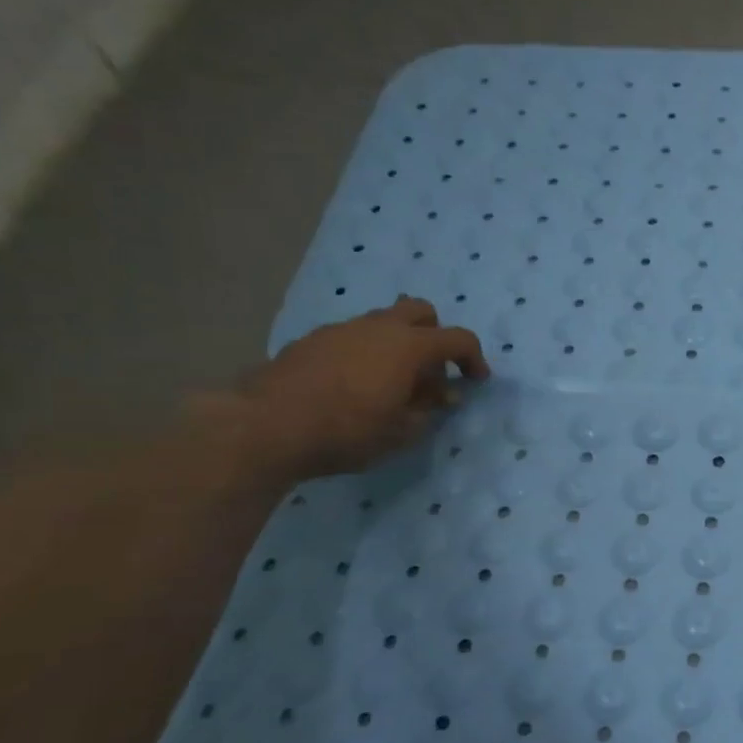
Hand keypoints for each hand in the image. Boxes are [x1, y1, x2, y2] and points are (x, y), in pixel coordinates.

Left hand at [211, 297, 490, 478]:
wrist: (265, 426)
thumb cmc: (348, 431)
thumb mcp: (402, 431)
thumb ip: (428, 409)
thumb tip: (441, 395)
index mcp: (409, 346)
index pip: (459, 338)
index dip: (474, 358)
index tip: (476, 380)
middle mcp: (378, 327)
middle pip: (420, 311)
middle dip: (434, 335)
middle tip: (432, 371)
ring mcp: (341, 330)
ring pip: (383, 322)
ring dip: (398, 344)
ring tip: (392, 382)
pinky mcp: (311, 341)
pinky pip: (353, 337)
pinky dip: (366, 352)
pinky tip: (355, 385)